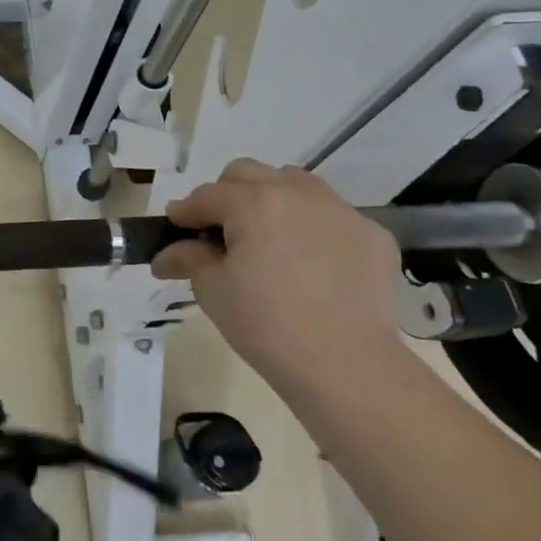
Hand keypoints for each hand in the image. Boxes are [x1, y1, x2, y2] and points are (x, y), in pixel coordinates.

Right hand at [153, 159, 401, 386]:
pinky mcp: (372, 235)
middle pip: (248, 174)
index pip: (207, 195)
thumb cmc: (266, 325)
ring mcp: (340, 211)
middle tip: (221, 232)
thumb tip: (167, 254)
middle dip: (226, 195)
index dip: (186, 212)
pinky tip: (310, 263)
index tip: (176, 228)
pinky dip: (313, 227)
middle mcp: (298, 193)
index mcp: (254, 203)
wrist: (346, 366)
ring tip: (268, 239)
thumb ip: (189, 258)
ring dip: (272, 200)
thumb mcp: (213, 290)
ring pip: (294, 184)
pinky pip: (332, 215)